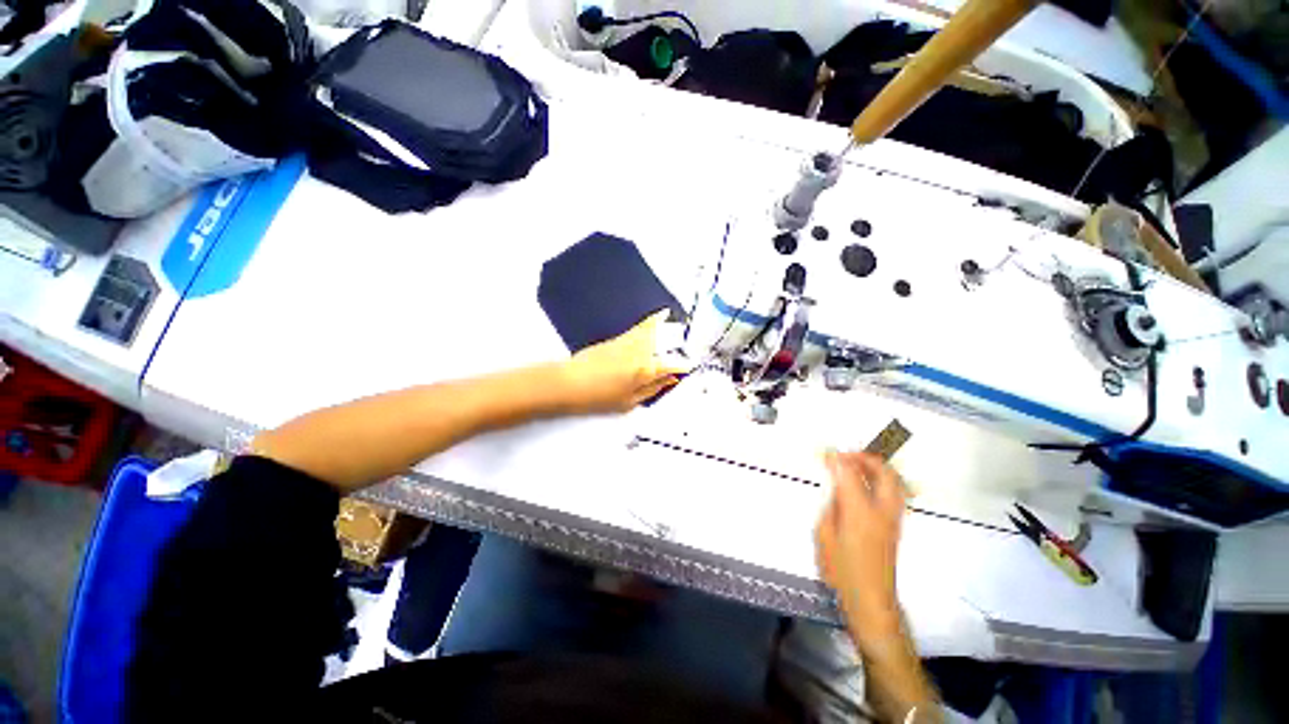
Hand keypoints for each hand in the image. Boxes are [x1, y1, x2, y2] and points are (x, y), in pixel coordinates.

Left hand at [557, 310, 685, 414]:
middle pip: (661, 339)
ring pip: (649, 329)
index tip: (690, 366)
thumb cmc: (600, 396)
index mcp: (646, 368)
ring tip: (667, 315)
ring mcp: (627, 342)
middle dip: (674, 335)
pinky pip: (637, 328)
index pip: (671, 365)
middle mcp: (640, 351)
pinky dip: (647, 323)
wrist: (570, 382)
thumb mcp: (630, 401)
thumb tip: (669, 381)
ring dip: (659, 322)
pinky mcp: (616, 339)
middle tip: (682, 332)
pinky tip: (650, 323)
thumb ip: (653, 388)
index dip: (683, 366)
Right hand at [816, 451, 907, 641]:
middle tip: (844, 457)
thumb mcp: (825, 534)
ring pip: (894, 480)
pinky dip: (882, 480)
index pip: (850, 473)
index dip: (837, 459)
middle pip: (882, 471)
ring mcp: (893, 518)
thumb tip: (836, 486)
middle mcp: (882, 510)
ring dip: (876, 467)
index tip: (825, 453)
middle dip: (864, 458)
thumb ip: (831, 505)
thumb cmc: (842, 570)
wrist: (871, 600)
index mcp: (860, 511)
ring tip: (856, 466)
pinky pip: (894, 492)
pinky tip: (866, 484)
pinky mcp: (896, 526)